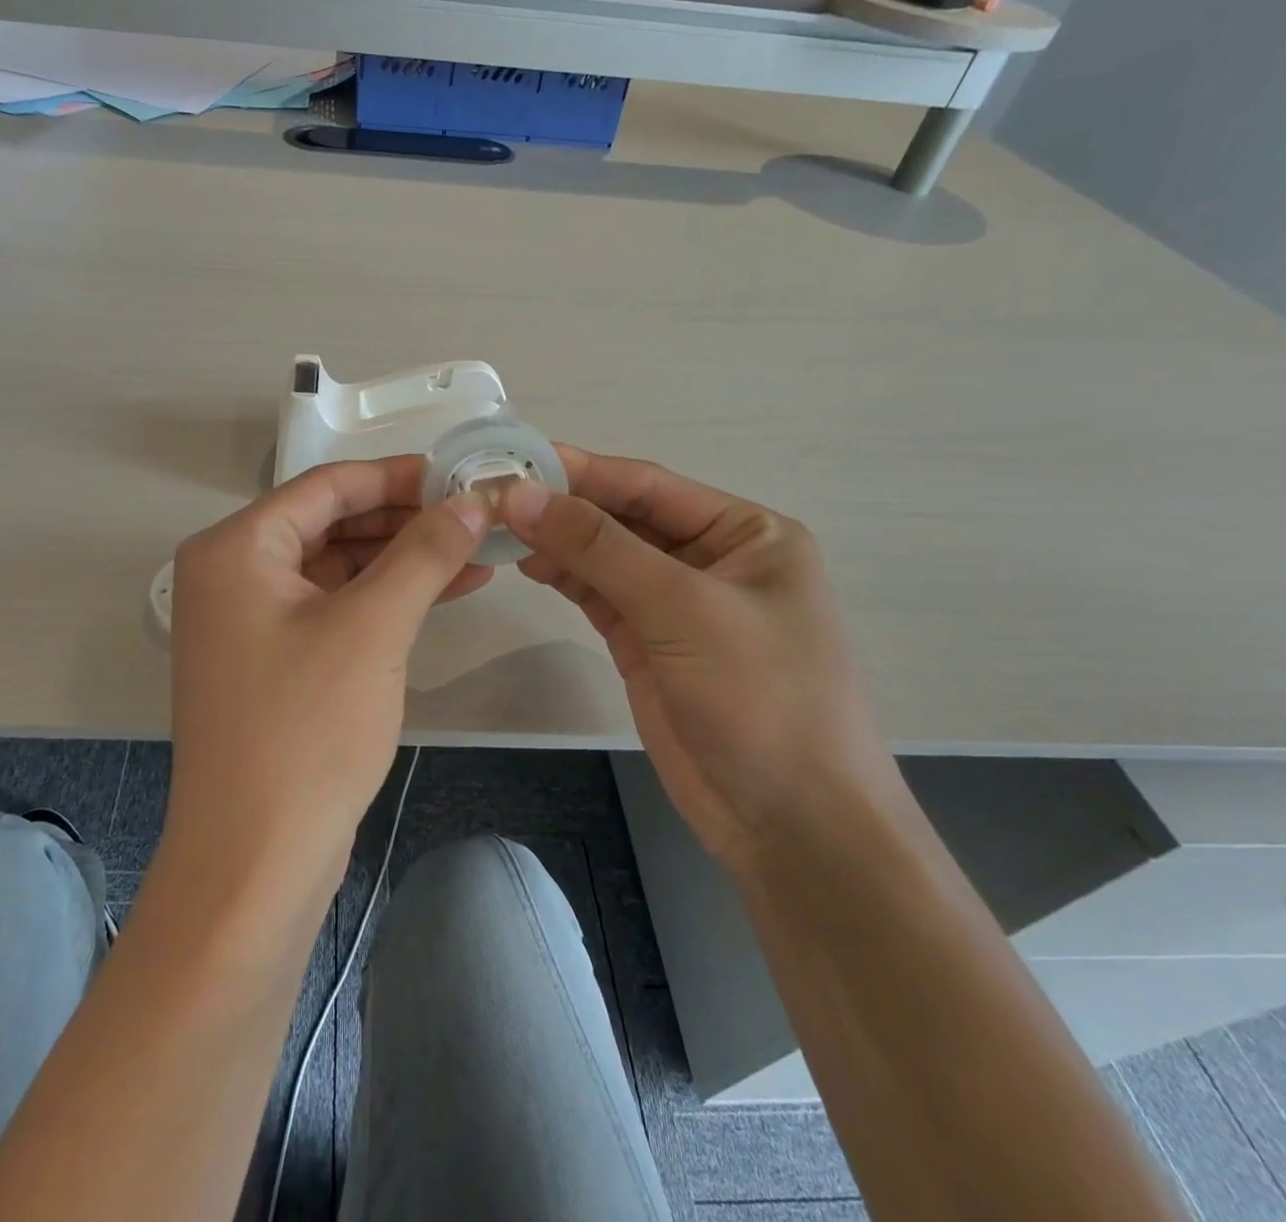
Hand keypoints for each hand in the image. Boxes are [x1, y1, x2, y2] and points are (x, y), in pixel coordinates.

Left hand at [167, 456, 491, 891]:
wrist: (255, 862)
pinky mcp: (273, 662)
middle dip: (405, 520)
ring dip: (402, 560)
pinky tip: (443, 592)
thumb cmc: (305, 730)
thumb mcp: (372, 628)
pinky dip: (384, 599)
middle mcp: (232, 575)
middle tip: (474, 516)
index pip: (326, 486)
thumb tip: (470, 501)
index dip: (397, 476)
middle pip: (330, 523)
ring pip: (337, 568)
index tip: (460, 475)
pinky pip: (334, 608)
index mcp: (235, 548)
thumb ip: (423, 553)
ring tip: (475, 553)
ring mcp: (249, 622)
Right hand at [500, 448, 900, 870]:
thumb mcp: (681, 608)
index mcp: (747, 532)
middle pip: (623, 517)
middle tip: (493, 495)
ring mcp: (677, 603)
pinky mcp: (648, 642)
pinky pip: (600, 594)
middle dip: (563, 507)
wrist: (791, 826)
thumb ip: (598, 547)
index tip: (514, 458)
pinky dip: (565, 577)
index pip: (648, 484)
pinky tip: (527, 564)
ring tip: (498, 529)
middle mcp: (712, 558)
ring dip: (557, 541)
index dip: (581, 470)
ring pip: (606, 555)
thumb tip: (520, 493)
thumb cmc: (761, 699)